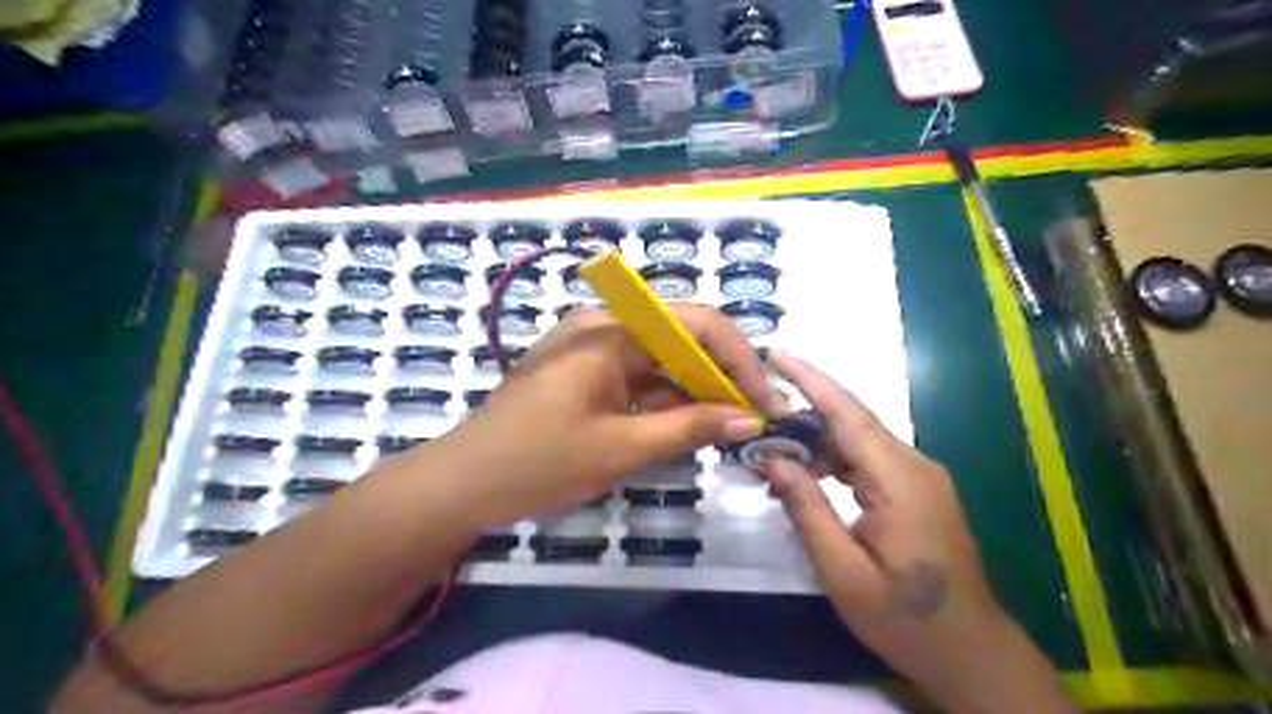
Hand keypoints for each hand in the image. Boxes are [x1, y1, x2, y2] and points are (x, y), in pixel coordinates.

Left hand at [437, 303, 775, 526]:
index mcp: (610, 330)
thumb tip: (750, 418)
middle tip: (754, 416)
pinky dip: (666, 399)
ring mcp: (592, 347)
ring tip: (731, 424)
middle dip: (721, 374)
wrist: (463, 484)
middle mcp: (603, 325)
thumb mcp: (622, 448)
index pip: (695, 322)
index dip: (738, 358)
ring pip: (662, 358)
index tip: (764, 400)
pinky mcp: (586, 371)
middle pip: (680, 336)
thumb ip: (690, 427)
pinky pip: (639, 375)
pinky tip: (690, 426)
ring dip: (696, 389)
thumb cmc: (538, 463)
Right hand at [754, 350, 1071, 712]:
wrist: (970, 651)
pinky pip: (867, 460)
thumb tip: (773, 458)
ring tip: (770, 450)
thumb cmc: (904, 617)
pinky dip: (832, 460)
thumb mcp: (842, 570)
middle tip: (755, 410)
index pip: (848, 414)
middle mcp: (913, 465)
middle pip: (852, 421)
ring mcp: (918, 476)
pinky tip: (804, 476)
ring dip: (814, 439)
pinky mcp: (916, 489)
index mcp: (898, 480)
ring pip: (858, 440)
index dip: (810, 379)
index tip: (775, 353)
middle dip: (802, 409)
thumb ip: (806, 508)